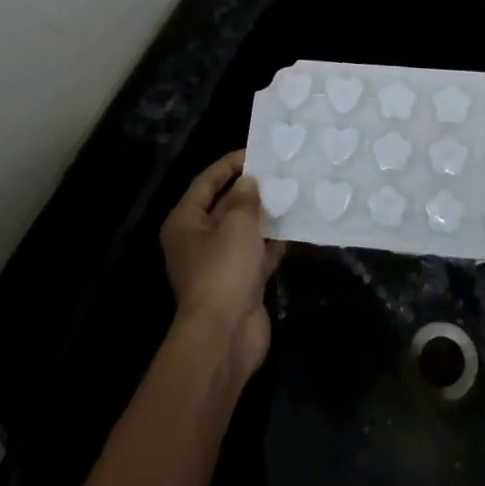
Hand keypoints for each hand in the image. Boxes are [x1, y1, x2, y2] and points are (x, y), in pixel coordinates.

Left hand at [160, 151, 284, 381]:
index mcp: (185, 222)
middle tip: (281, 171)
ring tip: (294, 192)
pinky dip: (276, 241)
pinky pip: (259, 252)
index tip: (257, 152)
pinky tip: (299, 225)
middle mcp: (199, 240)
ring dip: (267, 215)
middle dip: (252, 189)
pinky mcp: (241, 282)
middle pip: (225, 205)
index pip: (206, 182)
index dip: (229, 164)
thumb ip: (245, 198)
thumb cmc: (223, 269)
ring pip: (245, 230)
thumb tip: (249, 182)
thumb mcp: (236, 223)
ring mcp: (220, 263)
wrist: (225, 334)